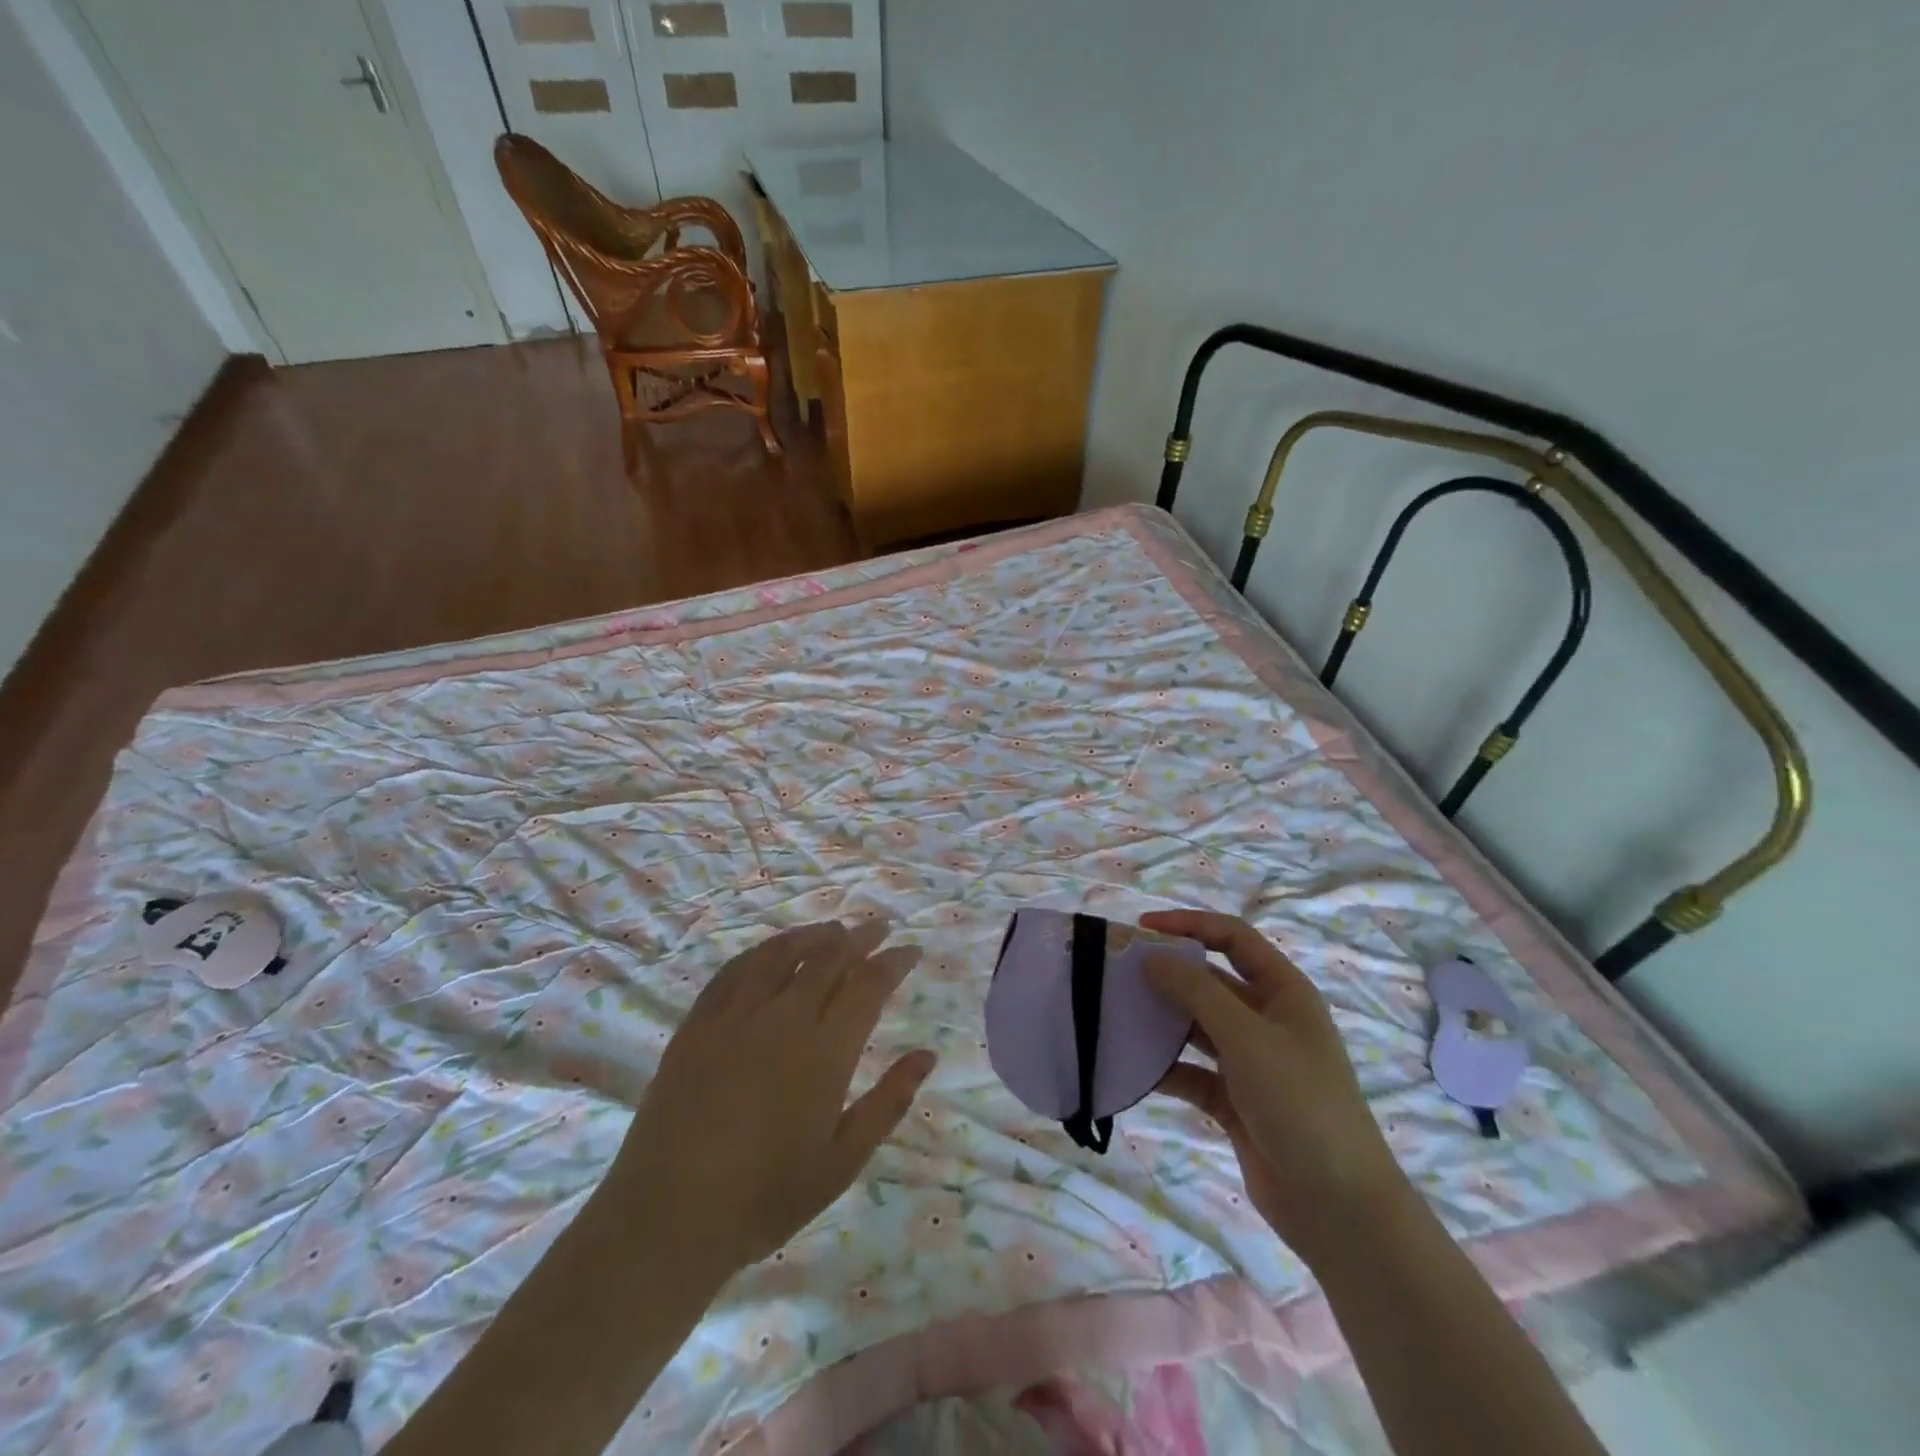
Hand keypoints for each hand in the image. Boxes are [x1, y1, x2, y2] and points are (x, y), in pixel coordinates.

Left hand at [610, 920, 935, 1282]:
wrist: (668, 1217)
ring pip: (781, 953)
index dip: (894, 962)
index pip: (868, 985)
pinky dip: (761, 952)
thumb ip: (889, 1102)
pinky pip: (734, 969)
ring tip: (832, 930)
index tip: (912, 951)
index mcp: (824, 1051)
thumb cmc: (766, 1197)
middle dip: (860, 938)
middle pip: (828, 958)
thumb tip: (927, 1055)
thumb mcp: (842, 1161)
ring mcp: (735, 1016)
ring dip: (812, 935)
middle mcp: (783, 1018)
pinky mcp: (698, 1023)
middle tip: (878, 928)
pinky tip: (771, 952)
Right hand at [1141, 909, 1408, 1265]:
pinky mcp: (1235, 1101)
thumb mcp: (1247, 1038)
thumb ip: (1197, 992)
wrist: (1339, 1208)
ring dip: (1162, 1020)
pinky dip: (1166, 1068)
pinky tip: (1133, 1068)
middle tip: (1119, 973)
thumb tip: (1152, 957)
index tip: (1142, 929)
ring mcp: (1251, 1062)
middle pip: (1210, 981)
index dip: (1189, 925)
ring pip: (1197, 1026)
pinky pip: (1192, 1072)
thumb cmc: (1300, 1104)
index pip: (1232, 938)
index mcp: (1283, 992)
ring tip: (1117, 1013)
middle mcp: (1267, 1020)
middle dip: (1168, 974)